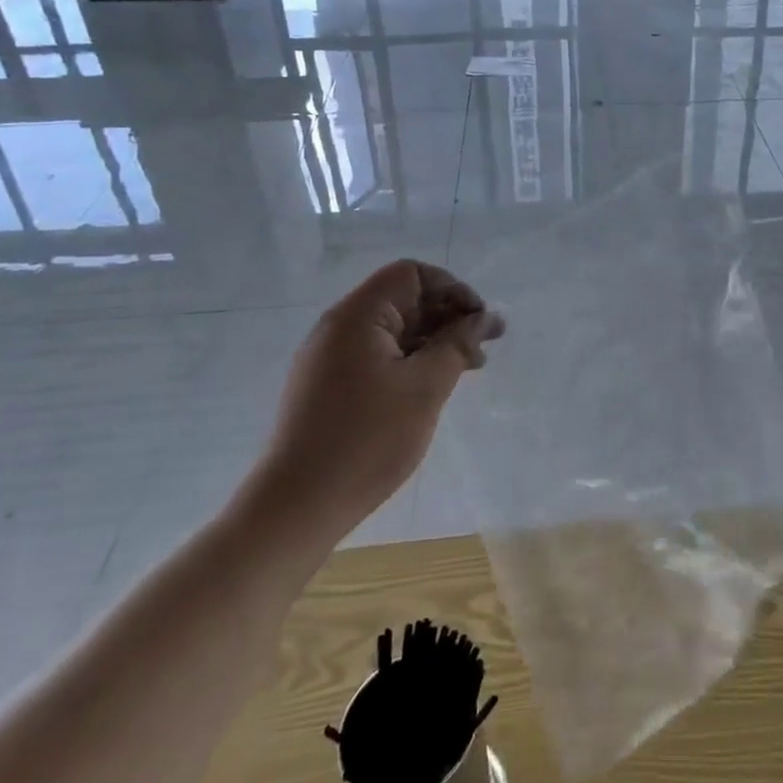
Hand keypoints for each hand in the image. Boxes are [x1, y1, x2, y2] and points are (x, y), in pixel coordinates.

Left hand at [254, 260, 503, 529]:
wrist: (296, 508)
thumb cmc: (367, 440)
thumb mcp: (425, 387)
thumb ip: (458, 343)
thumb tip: (484, 317)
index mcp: (357, 316)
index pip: (412, 274)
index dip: (452, 289)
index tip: (478, 323)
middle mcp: (339, 327)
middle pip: (403, 299)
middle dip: (448, 316)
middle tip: (486, 347)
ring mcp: (330, 358)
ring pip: (393, 330)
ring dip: (433, 341)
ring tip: (469, 368)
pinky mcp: (328, 386)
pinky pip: (378, 355)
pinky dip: (411, 361)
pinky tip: (433, 386)